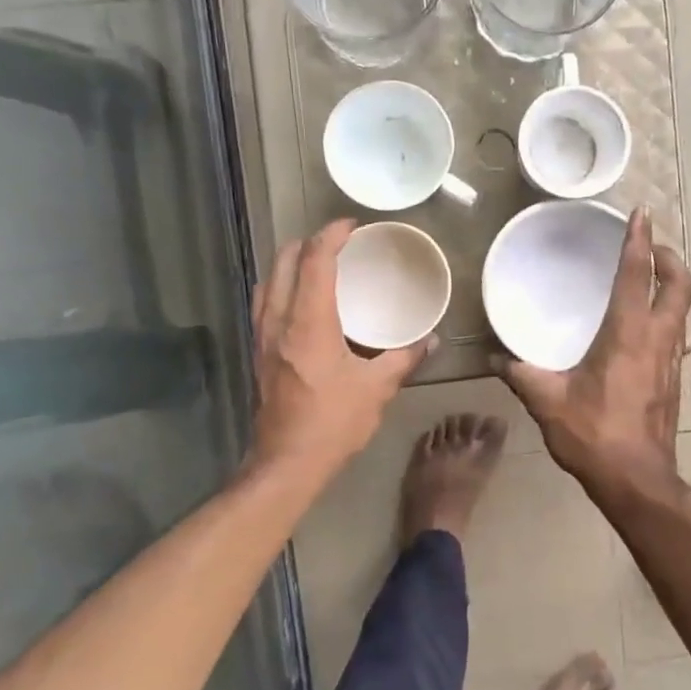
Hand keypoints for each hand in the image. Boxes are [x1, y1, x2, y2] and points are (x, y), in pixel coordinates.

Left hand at [249, 220, 428, 481]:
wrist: (286, 463)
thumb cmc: (333, 423)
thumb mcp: (377, 389)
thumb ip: (404, 358)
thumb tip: (431, 340)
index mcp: (308, 324)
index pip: (314, 262)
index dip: (331, 236)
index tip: (352, 226)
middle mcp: (279, 321)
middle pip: (284, 262)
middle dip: (307, 242)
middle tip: (336, 242)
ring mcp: (262, 337)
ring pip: (268, 281)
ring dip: (290, 263)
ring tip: (316, 262)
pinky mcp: (258, 353)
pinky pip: (264, 303)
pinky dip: (282, 286)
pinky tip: (300, 300)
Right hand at [495, 208, 690, 495]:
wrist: (637, 481)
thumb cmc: (594, 434)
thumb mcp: (548, 402)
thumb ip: (521, 374)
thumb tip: (496, 359)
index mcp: (628, 335)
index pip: (637, 276)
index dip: (639, 241)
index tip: (641, 214)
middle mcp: (658, 340)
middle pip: (680, 286)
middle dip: (670, 259)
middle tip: (651, 246)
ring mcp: (672, 361)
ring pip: (683, 310)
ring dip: (672, 286)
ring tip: (650, 278)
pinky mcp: (674, 381)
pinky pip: (676, 334)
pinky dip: (666, 315)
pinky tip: (644, 327)